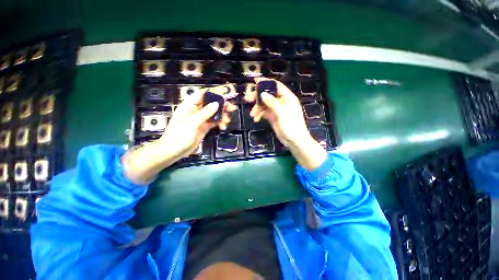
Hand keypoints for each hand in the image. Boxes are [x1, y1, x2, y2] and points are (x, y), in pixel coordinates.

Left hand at [158, 88, 236, 159]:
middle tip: (231, 108)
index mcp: (189, 106)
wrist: (174, 151)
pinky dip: (220, 123)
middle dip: (221, 105)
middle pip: (210, 104)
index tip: (224, 97)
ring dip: (222, 116)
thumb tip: (216, 104)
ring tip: (227, 120)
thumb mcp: (191, 123)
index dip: (213, 94)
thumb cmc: (178, 136)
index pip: (202, 95)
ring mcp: (201, 119)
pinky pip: (214, 122)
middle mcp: (196, 111)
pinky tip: (223, 126)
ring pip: (214, 113)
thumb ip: (204, 113)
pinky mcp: (204, 127)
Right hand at [246, 78, 326, 170]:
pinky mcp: (272, 117)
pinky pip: (264, 112)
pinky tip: (256, 119)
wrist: (294, 141)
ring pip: (264, 104)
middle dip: (258, 97)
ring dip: (257, 108)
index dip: (266, 82)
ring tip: (252, 115)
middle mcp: (281, 101)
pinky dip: (259, 114)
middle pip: (268, 95)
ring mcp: (276, 109)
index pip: (276, 86)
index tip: (255, 81)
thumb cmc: (291, 125)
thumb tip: (262, 93)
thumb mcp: (282, 113)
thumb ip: (272, 102)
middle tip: (247, 99)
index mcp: (287, 97)